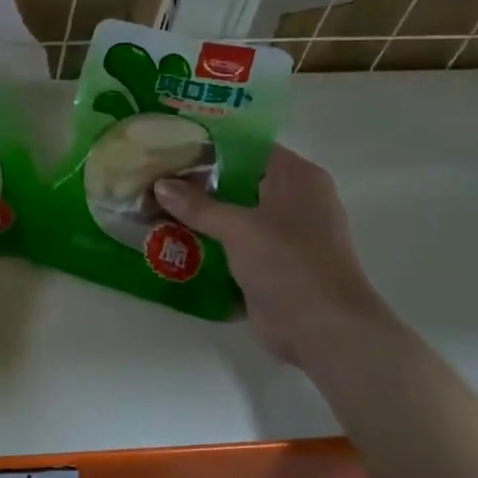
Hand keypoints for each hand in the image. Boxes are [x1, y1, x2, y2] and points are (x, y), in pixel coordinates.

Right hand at [154, 145, 396, 366]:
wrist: (322, 329)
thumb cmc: (288, 264)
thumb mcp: (238, 228)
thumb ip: (197, 205)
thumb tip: (161, 185)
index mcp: (297, 178)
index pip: (248, 148)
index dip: (209, 148)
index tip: (170, 151)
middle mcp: (294, 200)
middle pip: (238, 182)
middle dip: (197, 185)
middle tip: (154, 182)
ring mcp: (284, 235)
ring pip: (234, 215)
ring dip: (200, 217)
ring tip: (155, 211)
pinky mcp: (272, 265)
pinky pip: (235, 246)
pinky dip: (209, 244)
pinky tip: (173, 243)